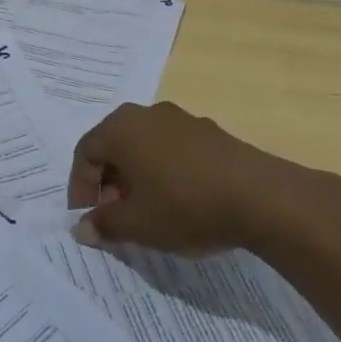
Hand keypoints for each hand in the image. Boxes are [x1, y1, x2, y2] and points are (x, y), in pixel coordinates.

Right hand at [68, 101, 340, 254]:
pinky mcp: (209, 131)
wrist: (261, 196)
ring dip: (136, 175)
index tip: (87, 218)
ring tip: (146, 209)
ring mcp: (180, 119)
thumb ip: (104, 224)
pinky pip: (171, 147)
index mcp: (121, 128)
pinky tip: (179, 199)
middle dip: (108, 181)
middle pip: (114, 144)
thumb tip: (81, 227)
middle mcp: (146, 114)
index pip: (85, 153)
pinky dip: (163, 170)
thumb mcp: (138, 224)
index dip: (80, 187)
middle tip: (114, 214)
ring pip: (144, 145)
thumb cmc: (185, 206)